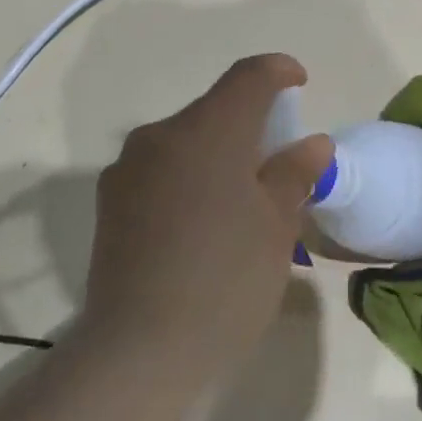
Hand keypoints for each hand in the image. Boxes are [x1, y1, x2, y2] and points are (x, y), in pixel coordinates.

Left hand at [79, 54, 333, 370]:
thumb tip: (312, 143)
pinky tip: (202, 222)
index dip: (279, 72)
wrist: (140, 348)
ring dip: (217, 153)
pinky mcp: (110, 202)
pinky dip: (188, 178)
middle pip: (214, 110)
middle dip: (250, 123)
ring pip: (184, 141)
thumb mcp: (277, 228)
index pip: (248, 77)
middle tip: (279, 162)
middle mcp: (160, 136)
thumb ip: (295, 174)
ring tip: (241, 200)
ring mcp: (128, 169)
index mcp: (208, 131)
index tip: (299, 82)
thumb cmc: (226, 281)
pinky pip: (160, 170)